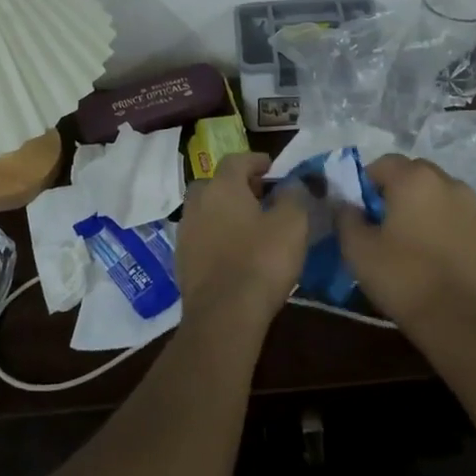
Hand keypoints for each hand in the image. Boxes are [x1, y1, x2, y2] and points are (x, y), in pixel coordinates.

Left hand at [177, 152, 309, 334]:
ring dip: (223, 211)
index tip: (270, 166)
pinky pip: (201, 237)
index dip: (255, 160)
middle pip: (214, 183)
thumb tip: (292, 183)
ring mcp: (185, 232)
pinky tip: (233, 251)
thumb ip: (294, 196)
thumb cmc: (261, 261)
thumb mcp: (292, 223)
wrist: (223, 315)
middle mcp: (197, 202)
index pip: (236, 160)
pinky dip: (215, 236)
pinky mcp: (181, 260)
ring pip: (205, 210)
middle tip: (258, 195)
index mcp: (222, 186)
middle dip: (235, 185)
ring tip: (247, 225)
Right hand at [336, 155, 475, 337]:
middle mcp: (449, 183)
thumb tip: (346, 204)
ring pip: (440, 196)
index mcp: (415, 179)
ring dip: (424, 208)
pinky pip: (459, 220)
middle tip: (383, 224)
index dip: (366, 183)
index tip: (359, 211)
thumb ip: (345, 217)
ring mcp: (475, 209)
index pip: (383, 163)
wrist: (463, 323)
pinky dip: (446, 229)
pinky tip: (437, 259)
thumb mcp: (357, 249)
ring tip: (412, 243)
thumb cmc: (404, 279)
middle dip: (397, 191)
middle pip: (415, 175)